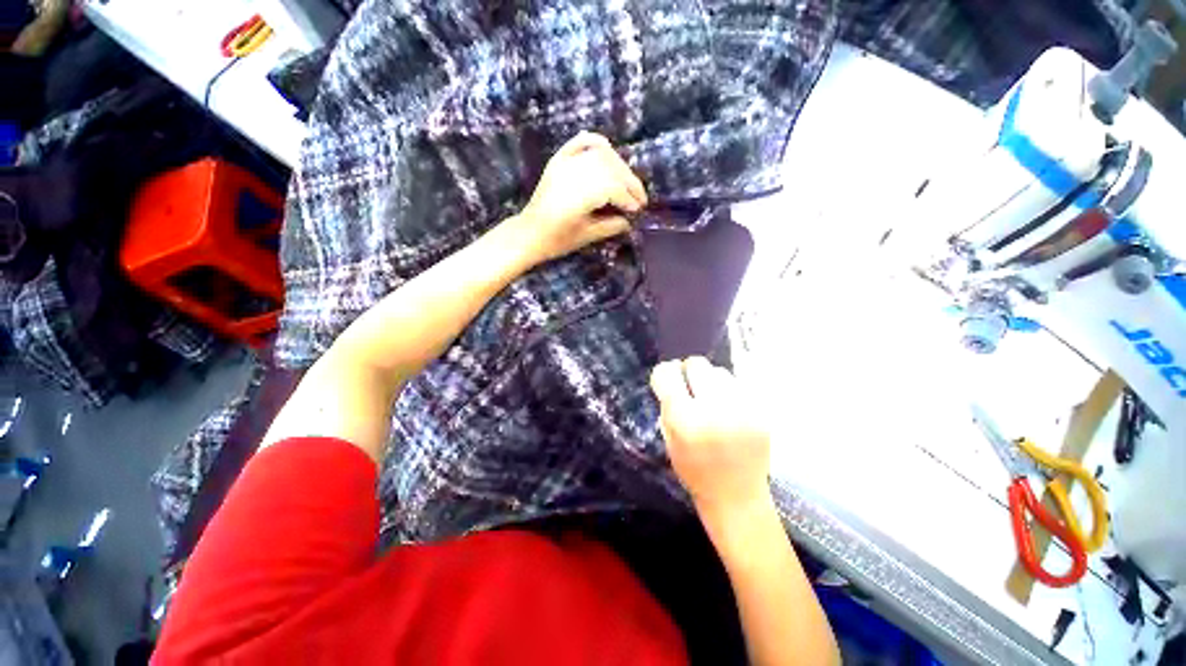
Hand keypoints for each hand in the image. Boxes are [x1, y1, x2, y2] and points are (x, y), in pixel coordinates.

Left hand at [511, 131, 646, 264]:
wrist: (529, 233)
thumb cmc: (557, 239)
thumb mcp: (586, 236)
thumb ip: (610, 226)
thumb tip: (628, 221)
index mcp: (581, 194)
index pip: (614, 188)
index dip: (629, 197)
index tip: (638, 210)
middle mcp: (574, 173)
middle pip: (611, 168)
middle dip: (629, 181)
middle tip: (639, 198)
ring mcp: (565, 164)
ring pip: (600, 154)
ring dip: (619, 165)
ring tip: (627, 182)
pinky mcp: (558, 161)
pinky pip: (579, 143)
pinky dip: (595, 141)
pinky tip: (607, 146)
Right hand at [650, 357, 772, 524]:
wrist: (738, 498)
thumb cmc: (695, 472)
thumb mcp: (669, 440)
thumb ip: (668, 406)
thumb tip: (672, 377)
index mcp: (685, 419)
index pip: (667, 373)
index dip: (664, 374)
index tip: (666, 381)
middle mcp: (713, 408)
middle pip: (697, 363)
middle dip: (689, 373)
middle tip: (690, 388)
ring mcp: (741, 409)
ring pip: (720, 372)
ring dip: (711, 382)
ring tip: (712, 401)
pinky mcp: (761, 412)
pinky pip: (739, 386)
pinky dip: (730, 393)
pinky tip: (729, 411)